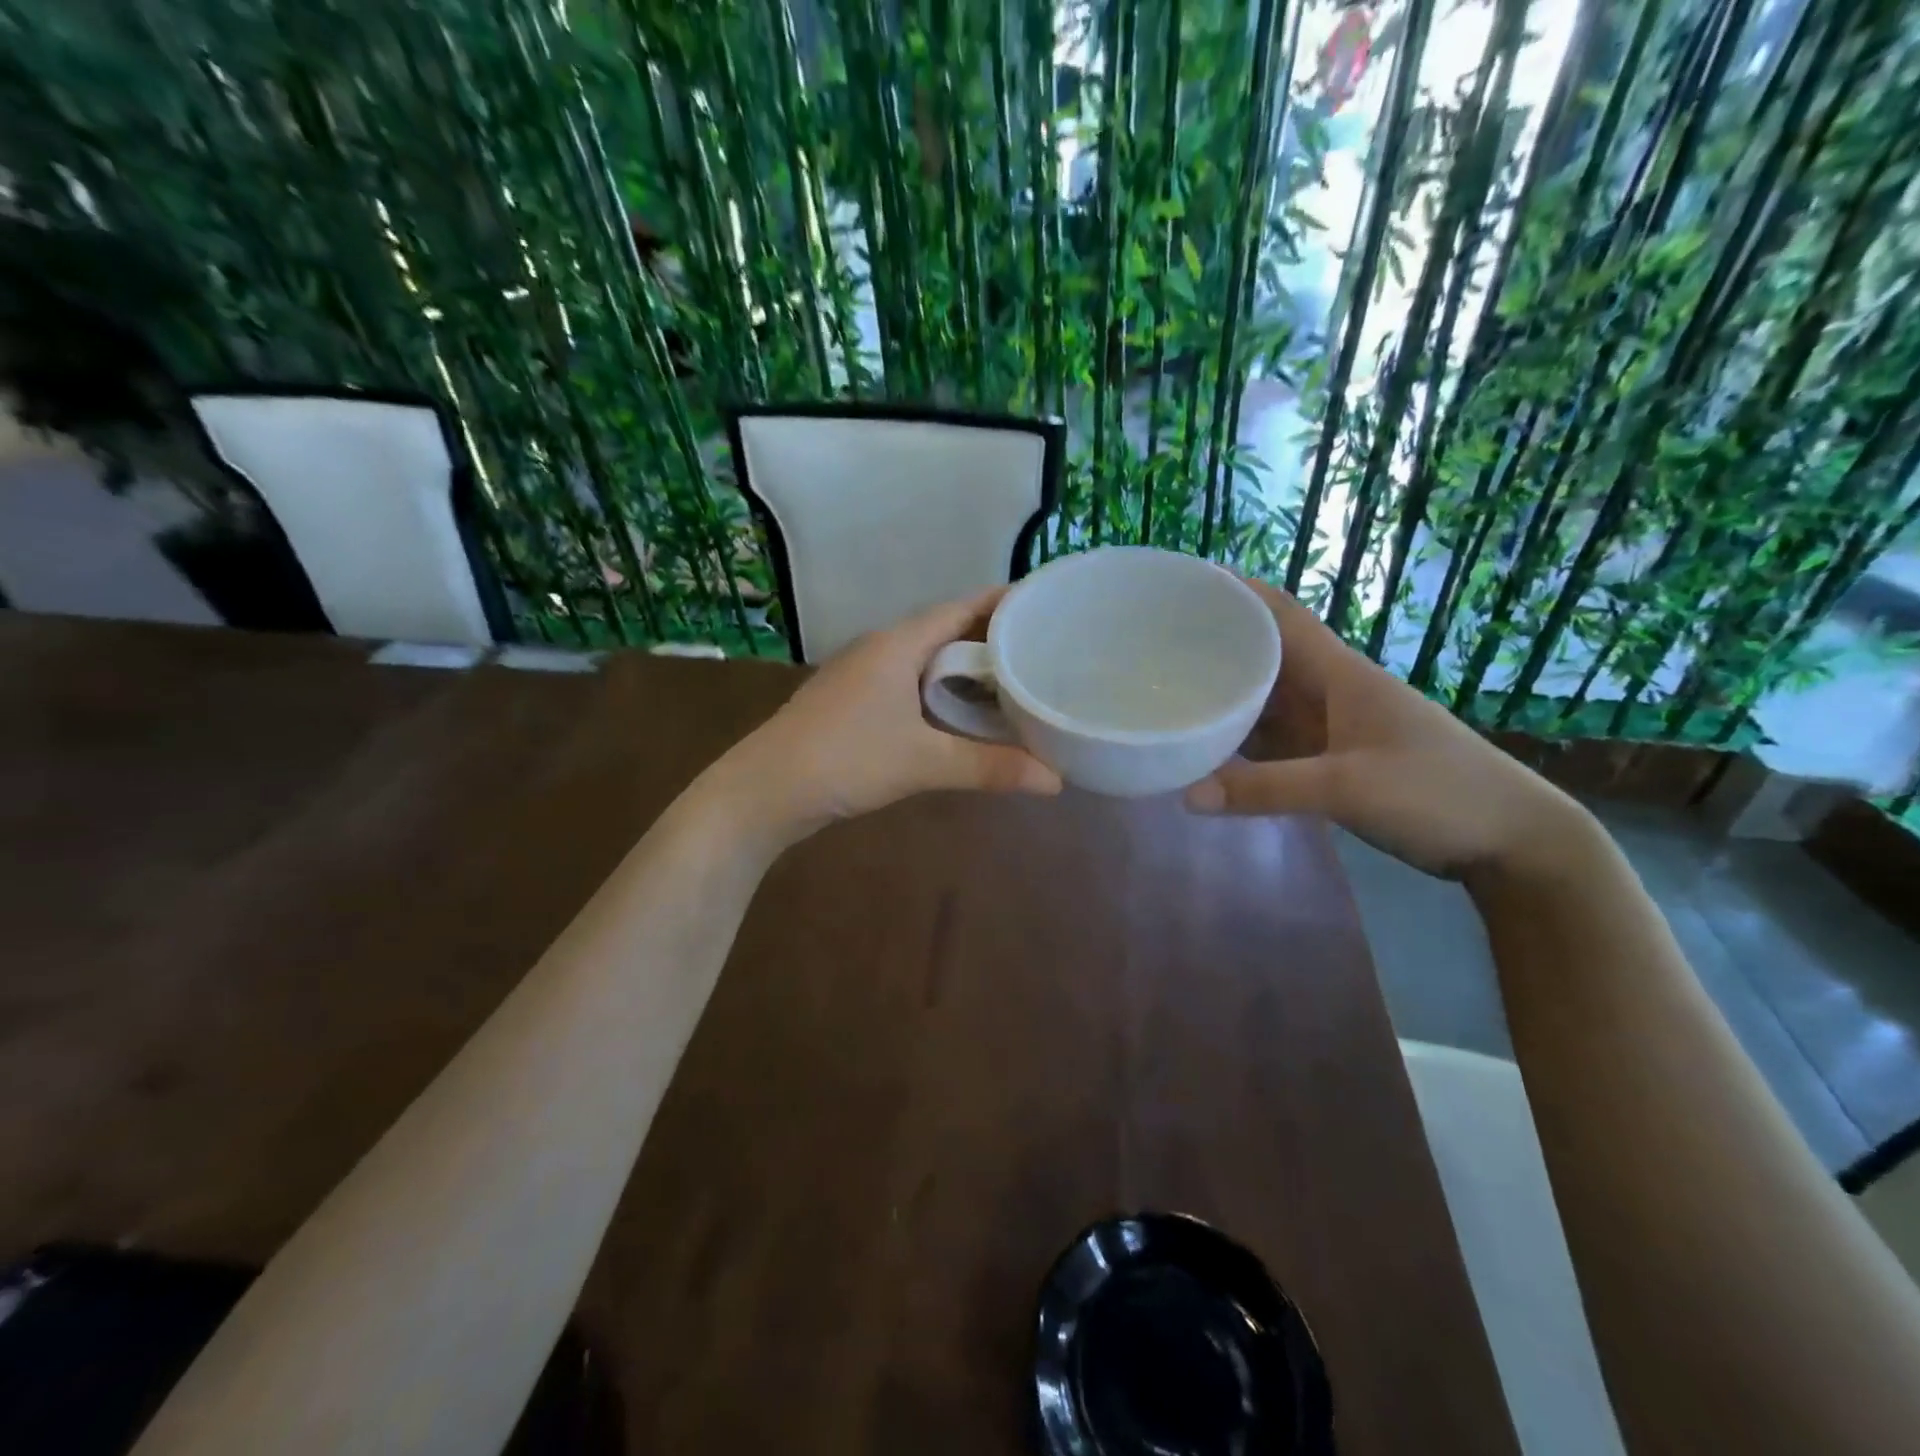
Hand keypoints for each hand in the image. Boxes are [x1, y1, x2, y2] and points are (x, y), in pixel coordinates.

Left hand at [724, 588, 1062, 840]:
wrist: (765, 790)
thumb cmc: (845, 760)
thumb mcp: (923, 763)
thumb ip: (989, 767)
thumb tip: (1055, 781)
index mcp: (898, 644)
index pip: (960, 608)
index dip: (1002, 603)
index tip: (1043, 606)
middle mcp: (879, 647)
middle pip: (945, 629)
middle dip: (990, 638)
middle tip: (1040, 650)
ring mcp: (860, 674)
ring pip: (924, 658)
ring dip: (962, 666)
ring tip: (1010, 680)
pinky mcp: (850, 700)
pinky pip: (907, 681)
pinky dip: (939, 688)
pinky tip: (958, 713)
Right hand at [1184, 577, 1588, 880]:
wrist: (1508, 838)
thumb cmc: (1437, 793)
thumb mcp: (1349, 787)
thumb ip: (1266, 789)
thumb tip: (1186, 795)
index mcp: (1339, 673)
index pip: (1280, 614)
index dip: (1236, 591)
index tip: (1184, 583)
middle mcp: (1328, 690)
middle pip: (1263, 652)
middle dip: (1215, 640)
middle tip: (1153, 642)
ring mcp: (1328, 726)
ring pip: (1265, 696)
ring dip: (1224, 689)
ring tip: (1166, 686)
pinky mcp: (1329, 759)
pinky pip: (1271, 736)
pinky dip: (1238, 735)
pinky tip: (1205, 741)